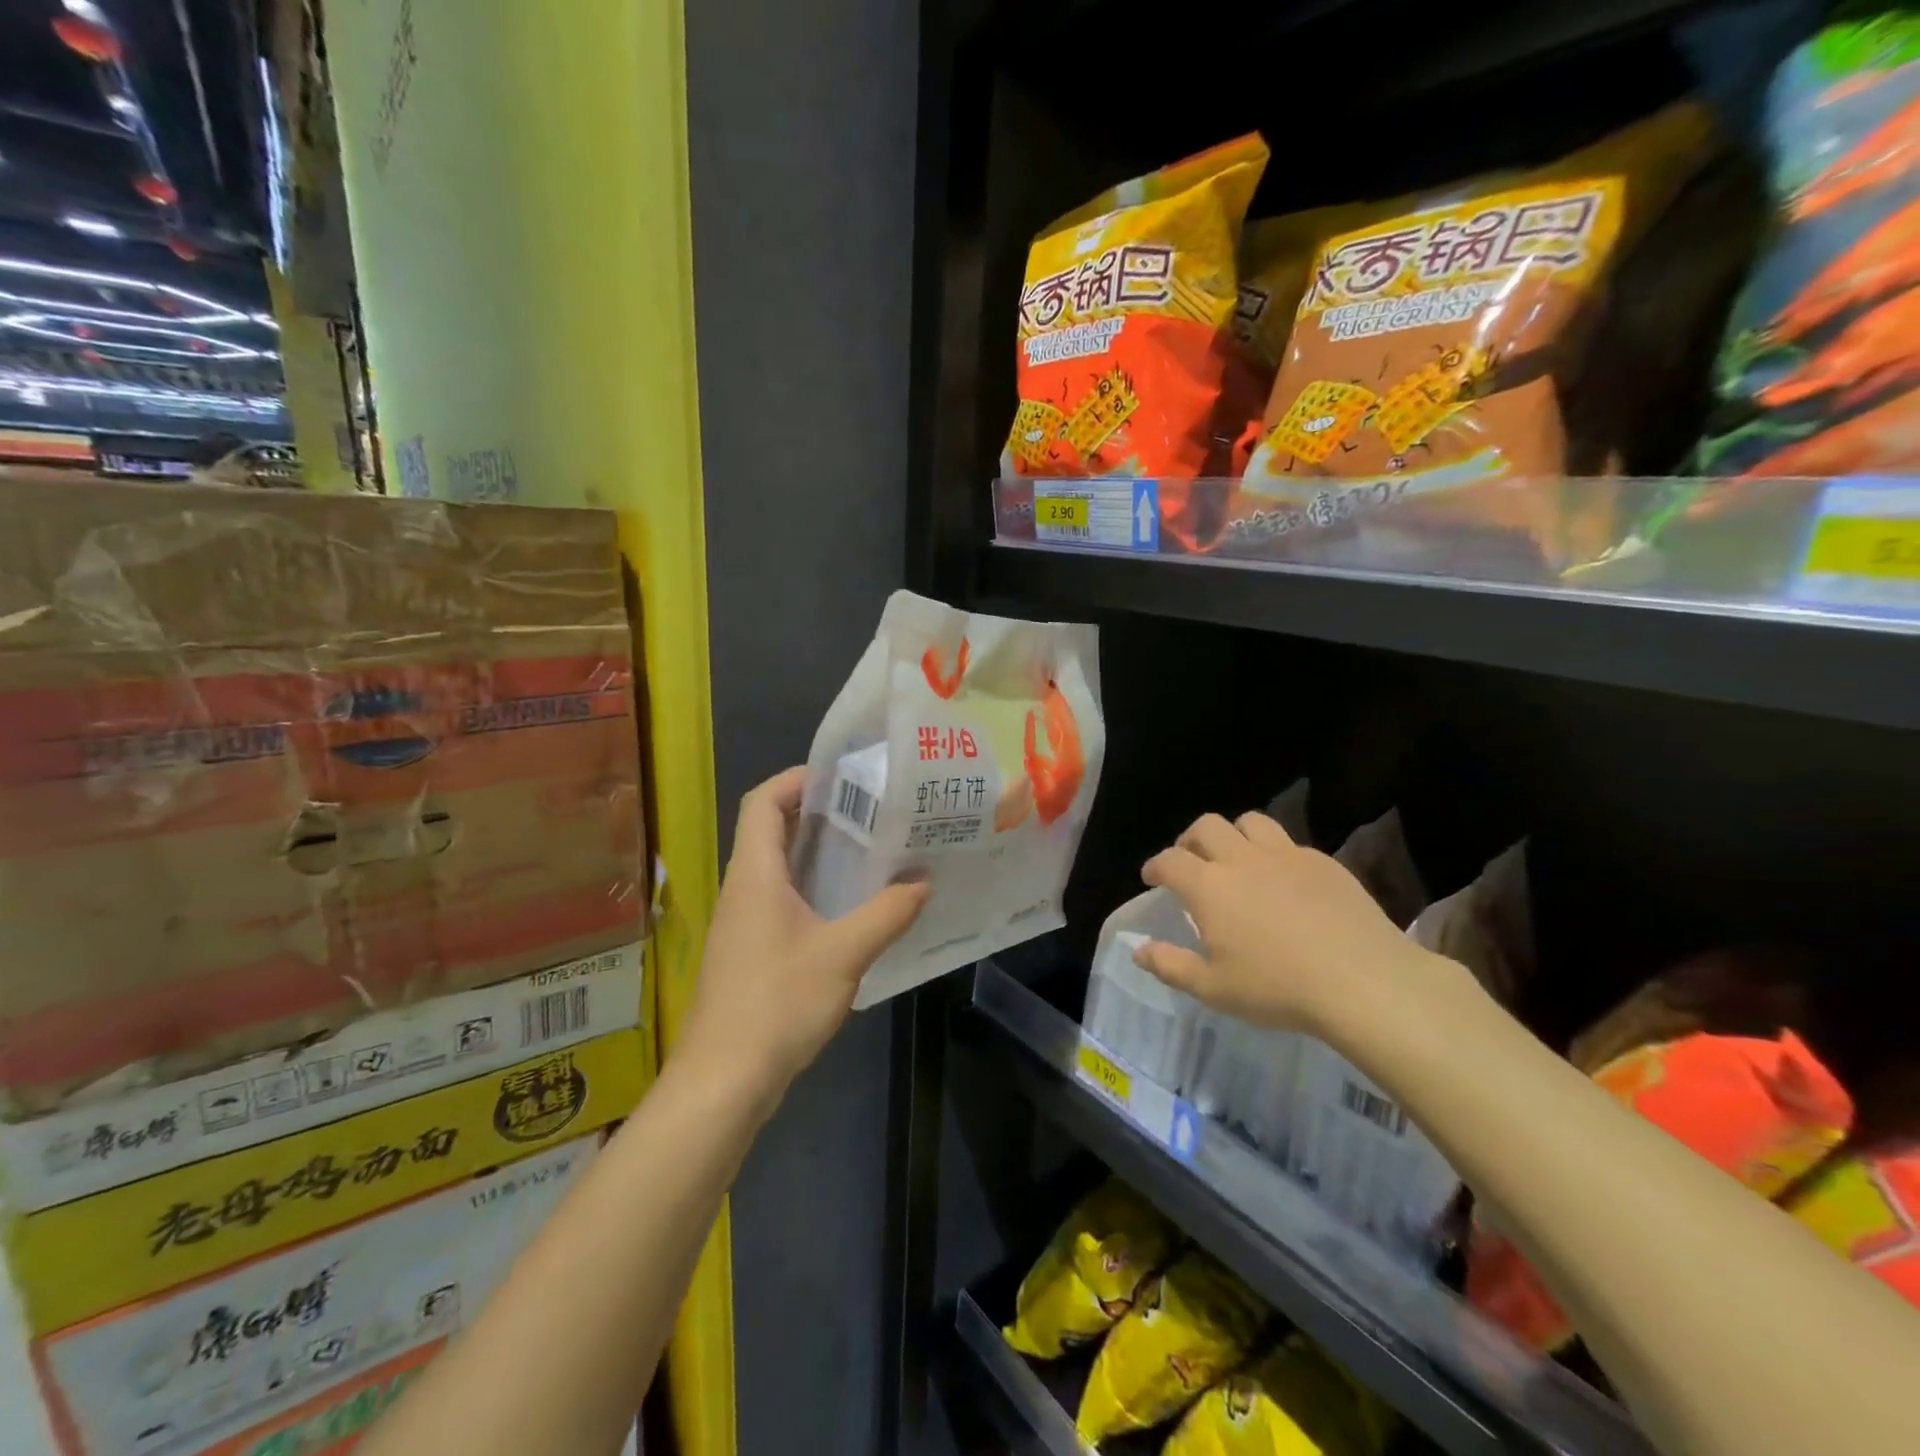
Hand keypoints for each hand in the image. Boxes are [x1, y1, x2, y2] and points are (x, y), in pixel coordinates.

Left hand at [679, 767, 928, 1097]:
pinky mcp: (751, 951)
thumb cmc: (776, 1004)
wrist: (723, 1082)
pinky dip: (814, 888)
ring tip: (870, 848)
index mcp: (755, 875)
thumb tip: (923, 882)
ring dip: (818, 852)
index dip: (797, 779)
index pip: (763, 802)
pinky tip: (852, 906)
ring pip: (778, 867)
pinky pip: (782, 900)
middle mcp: (743, 889)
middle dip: (818, 812)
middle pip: (771, 829)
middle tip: (871, 808)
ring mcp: (744, 922)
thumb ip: (886, 914)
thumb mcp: (843, 955)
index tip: (843, 776)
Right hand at [1134, 811, 1449, 1036]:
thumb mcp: (1213, 989)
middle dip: (1190, 840)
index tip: (1152, 878)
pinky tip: (1283, 881)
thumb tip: (1138, 950)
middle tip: (1191, 862)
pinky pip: (1289, 843)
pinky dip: (1275, 853)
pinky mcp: (1324, 862)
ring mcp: (1286, 856)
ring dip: (1234, 834)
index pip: (1169, 860)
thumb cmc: (1278, 988)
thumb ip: (1171, 966)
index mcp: (1209, 886)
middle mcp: (1242, 860)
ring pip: (1251, 822)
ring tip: (1236, 859)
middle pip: (1206, 826)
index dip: (1155, 866)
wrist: (1364, 981)